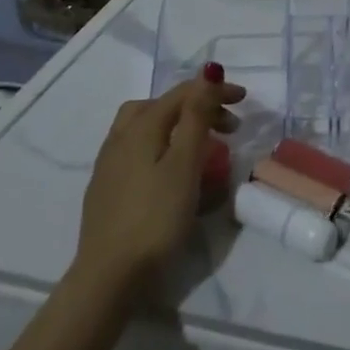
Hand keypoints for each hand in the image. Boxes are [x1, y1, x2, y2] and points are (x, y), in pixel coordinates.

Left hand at [74, 78, 244, 294]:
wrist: (108, 278)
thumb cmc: (155, 218)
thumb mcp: (185, 164)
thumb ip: (196, 116)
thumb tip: (208, 71)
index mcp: (141, 126)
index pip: (182, 93)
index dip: (214, 91)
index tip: (244, 100)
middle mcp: (120, 136)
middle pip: (162, 106)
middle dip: (196, 107)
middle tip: (227, 126)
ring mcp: (109, 163)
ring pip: (145, 127)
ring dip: (175, 126)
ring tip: (198, 144)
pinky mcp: (106, 188)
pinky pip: (138, 151)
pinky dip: (161, 147)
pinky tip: (170, 172)